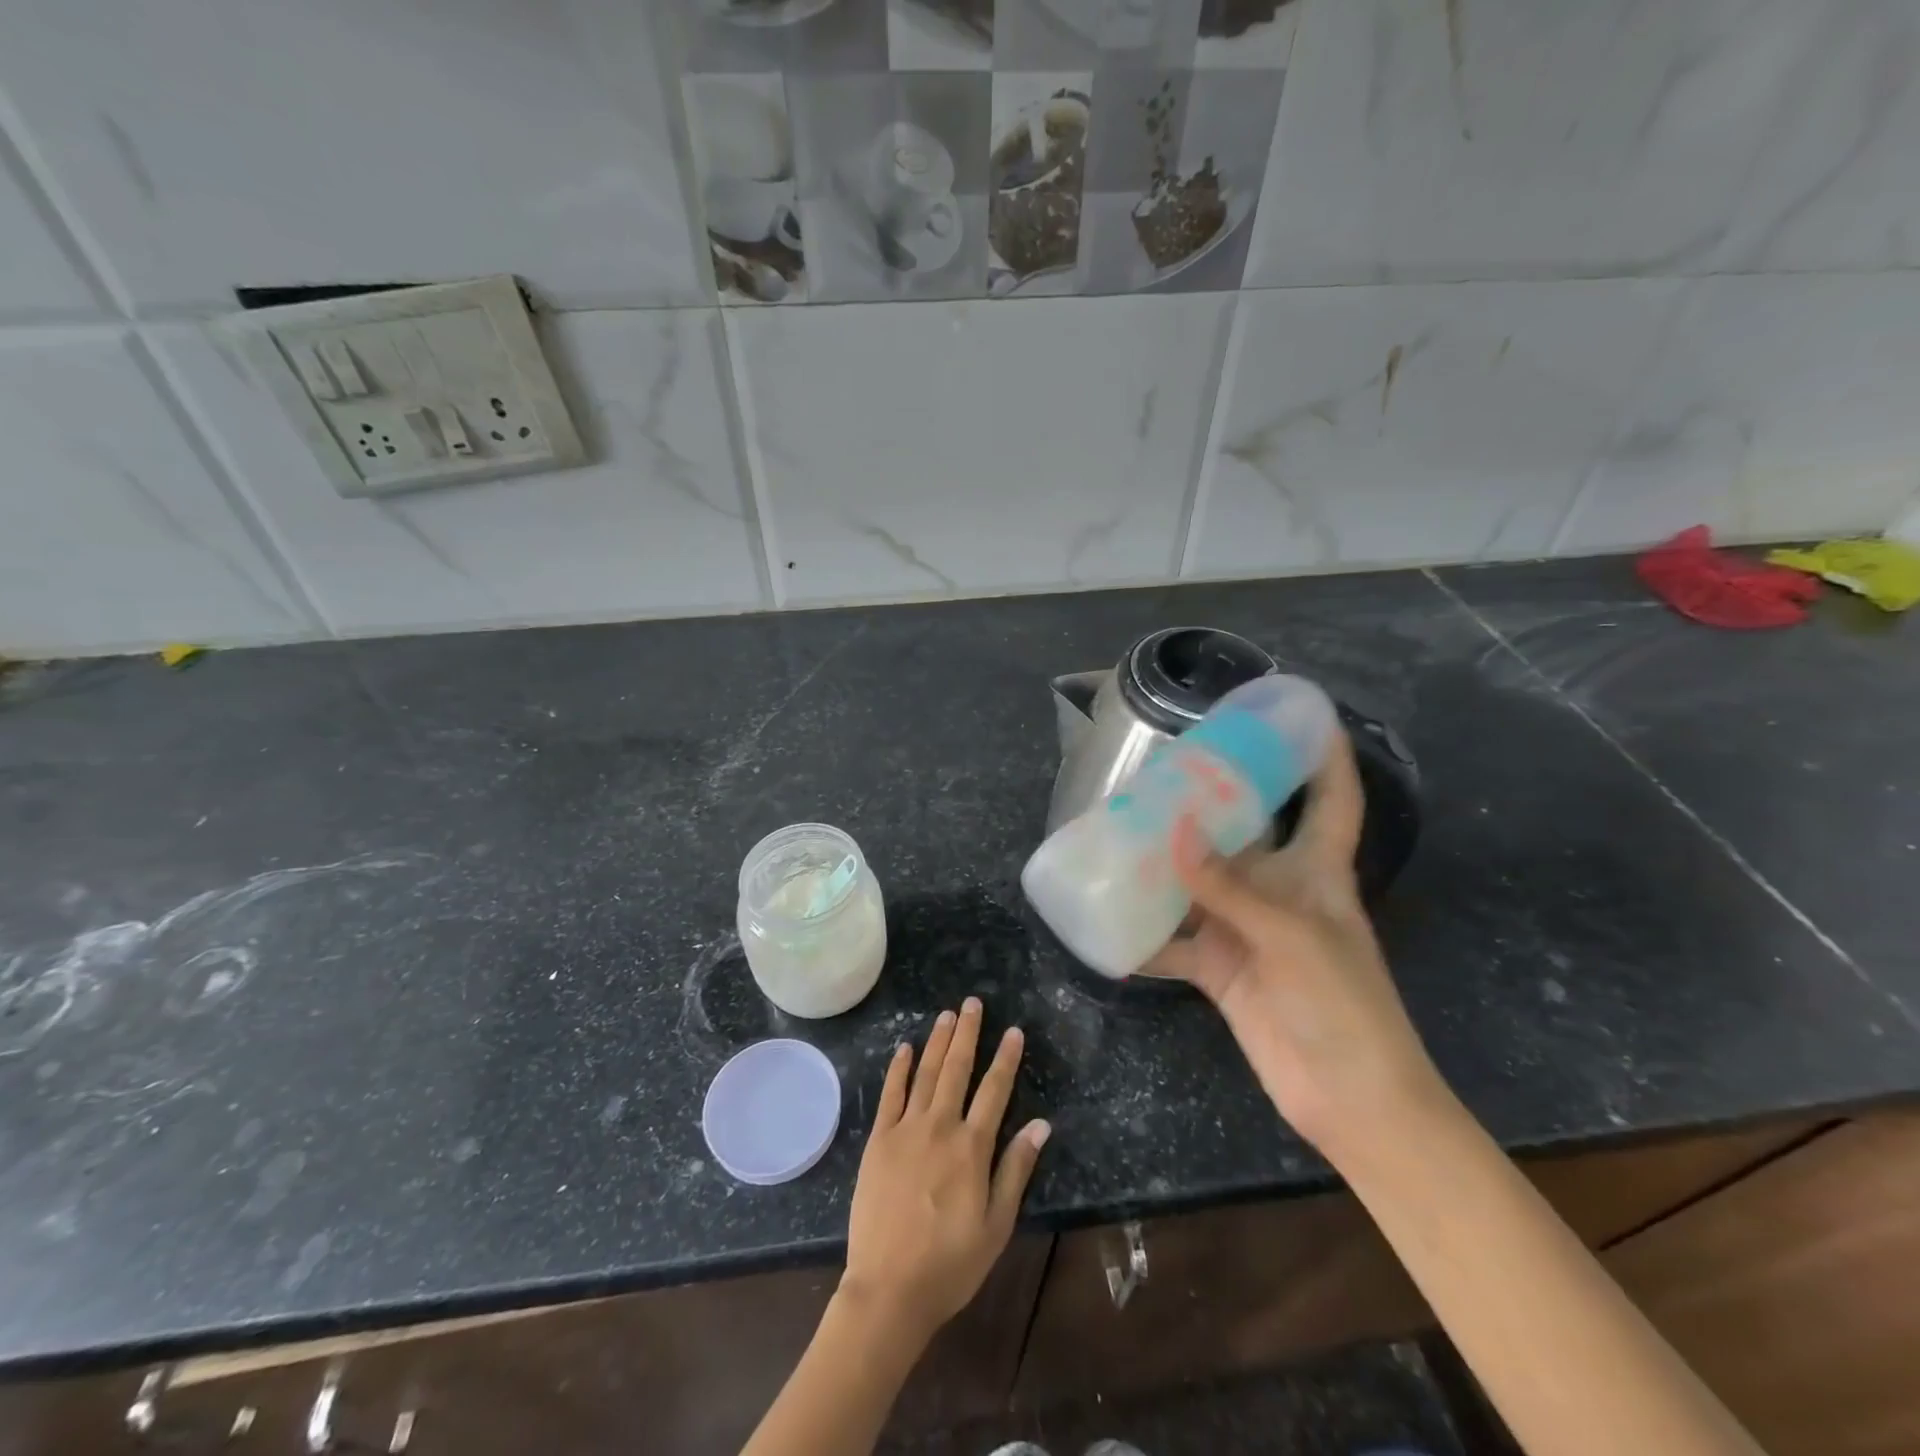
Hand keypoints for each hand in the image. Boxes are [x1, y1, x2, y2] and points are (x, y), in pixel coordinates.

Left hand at [839, 998, 1050, 1349]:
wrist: (889, 1289)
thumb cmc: (950, 1263)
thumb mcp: (996, 1225)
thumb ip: (1016, 1170)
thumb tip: (1041, 1124)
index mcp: (972, 1148)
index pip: (995, 1091)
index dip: (1005, 1058)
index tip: (1013, 1030)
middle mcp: (940, 1127)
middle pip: (957, 1069)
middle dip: (968, 1034)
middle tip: (972, 1003)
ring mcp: (906, 1130)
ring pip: (925, 1073)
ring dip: (937, 1041)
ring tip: (947, 1015)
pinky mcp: (879, 1140)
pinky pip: (890, 1095)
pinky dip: (898, 1068)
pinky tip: (905, 1047)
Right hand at [1145, 730, 1445, 1157]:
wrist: (1350, 1100)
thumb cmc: (1342, 1005)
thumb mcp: (1291, 936)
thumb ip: (1229, 886)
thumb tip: (1172, 830)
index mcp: (1318, 872)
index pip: (1332, 798)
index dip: (1324, 754)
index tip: (1298, 713)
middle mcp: (1280, 892)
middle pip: (1245, 833)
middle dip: (1210, 801)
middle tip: (1163, 769)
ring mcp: (1246, 931)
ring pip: (1198, 884)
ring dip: (1164, 865)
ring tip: (1117, 831)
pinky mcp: (1220, 969)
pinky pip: (1173, 943)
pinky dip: (1142, 936)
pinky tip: (1105, 919)